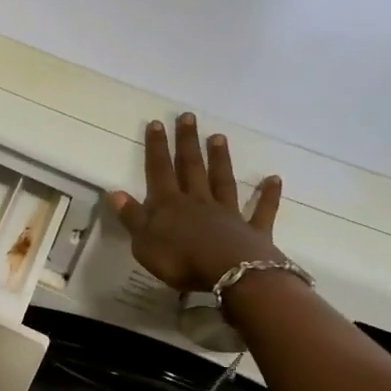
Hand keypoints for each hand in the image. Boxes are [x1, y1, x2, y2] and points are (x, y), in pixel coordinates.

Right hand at [109, 114, 284, 292]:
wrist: (229, 274)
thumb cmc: (180, 260)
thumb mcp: (144, 242)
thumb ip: (132, 217)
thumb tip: (116, 192)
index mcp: (169, 206)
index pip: (159, 171)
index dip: (156, 148)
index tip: (156, 123)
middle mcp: (198, 202)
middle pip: (191, 168)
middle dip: (187, 143)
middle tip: (188, 117)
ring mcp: (228, 214)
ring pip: (222, 181)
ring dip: (220, 159)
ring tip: (219, 137)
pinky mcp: (252, 231)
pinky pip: (261, 210)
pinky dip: (268, 195)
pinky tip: (274, 179)